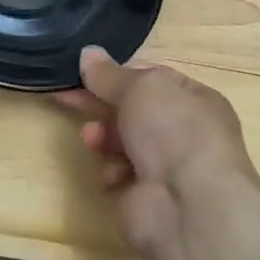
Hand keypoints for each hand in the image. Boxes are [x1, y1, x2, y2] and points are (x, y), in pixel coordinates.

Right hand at [57, 45, 259, 258]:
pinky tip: (114, 174)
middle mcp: (180, 133)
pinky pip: (113, 174)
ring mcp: (160, 167)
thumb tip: (88, 53)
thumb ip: (109, 74)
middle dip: (100, 104)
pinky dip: (109, 171)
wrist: (187, 206)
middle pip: (129, 111)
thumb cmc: (174, 132)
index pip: (152, 79)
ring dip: (102, 137)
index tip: (86, 71)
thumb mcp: (141, 89)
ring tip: (93, 138)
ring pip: (117, 142)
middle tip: (66, 96)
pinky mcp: (139, 196)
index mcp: (193, 100)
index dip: (118, 74)